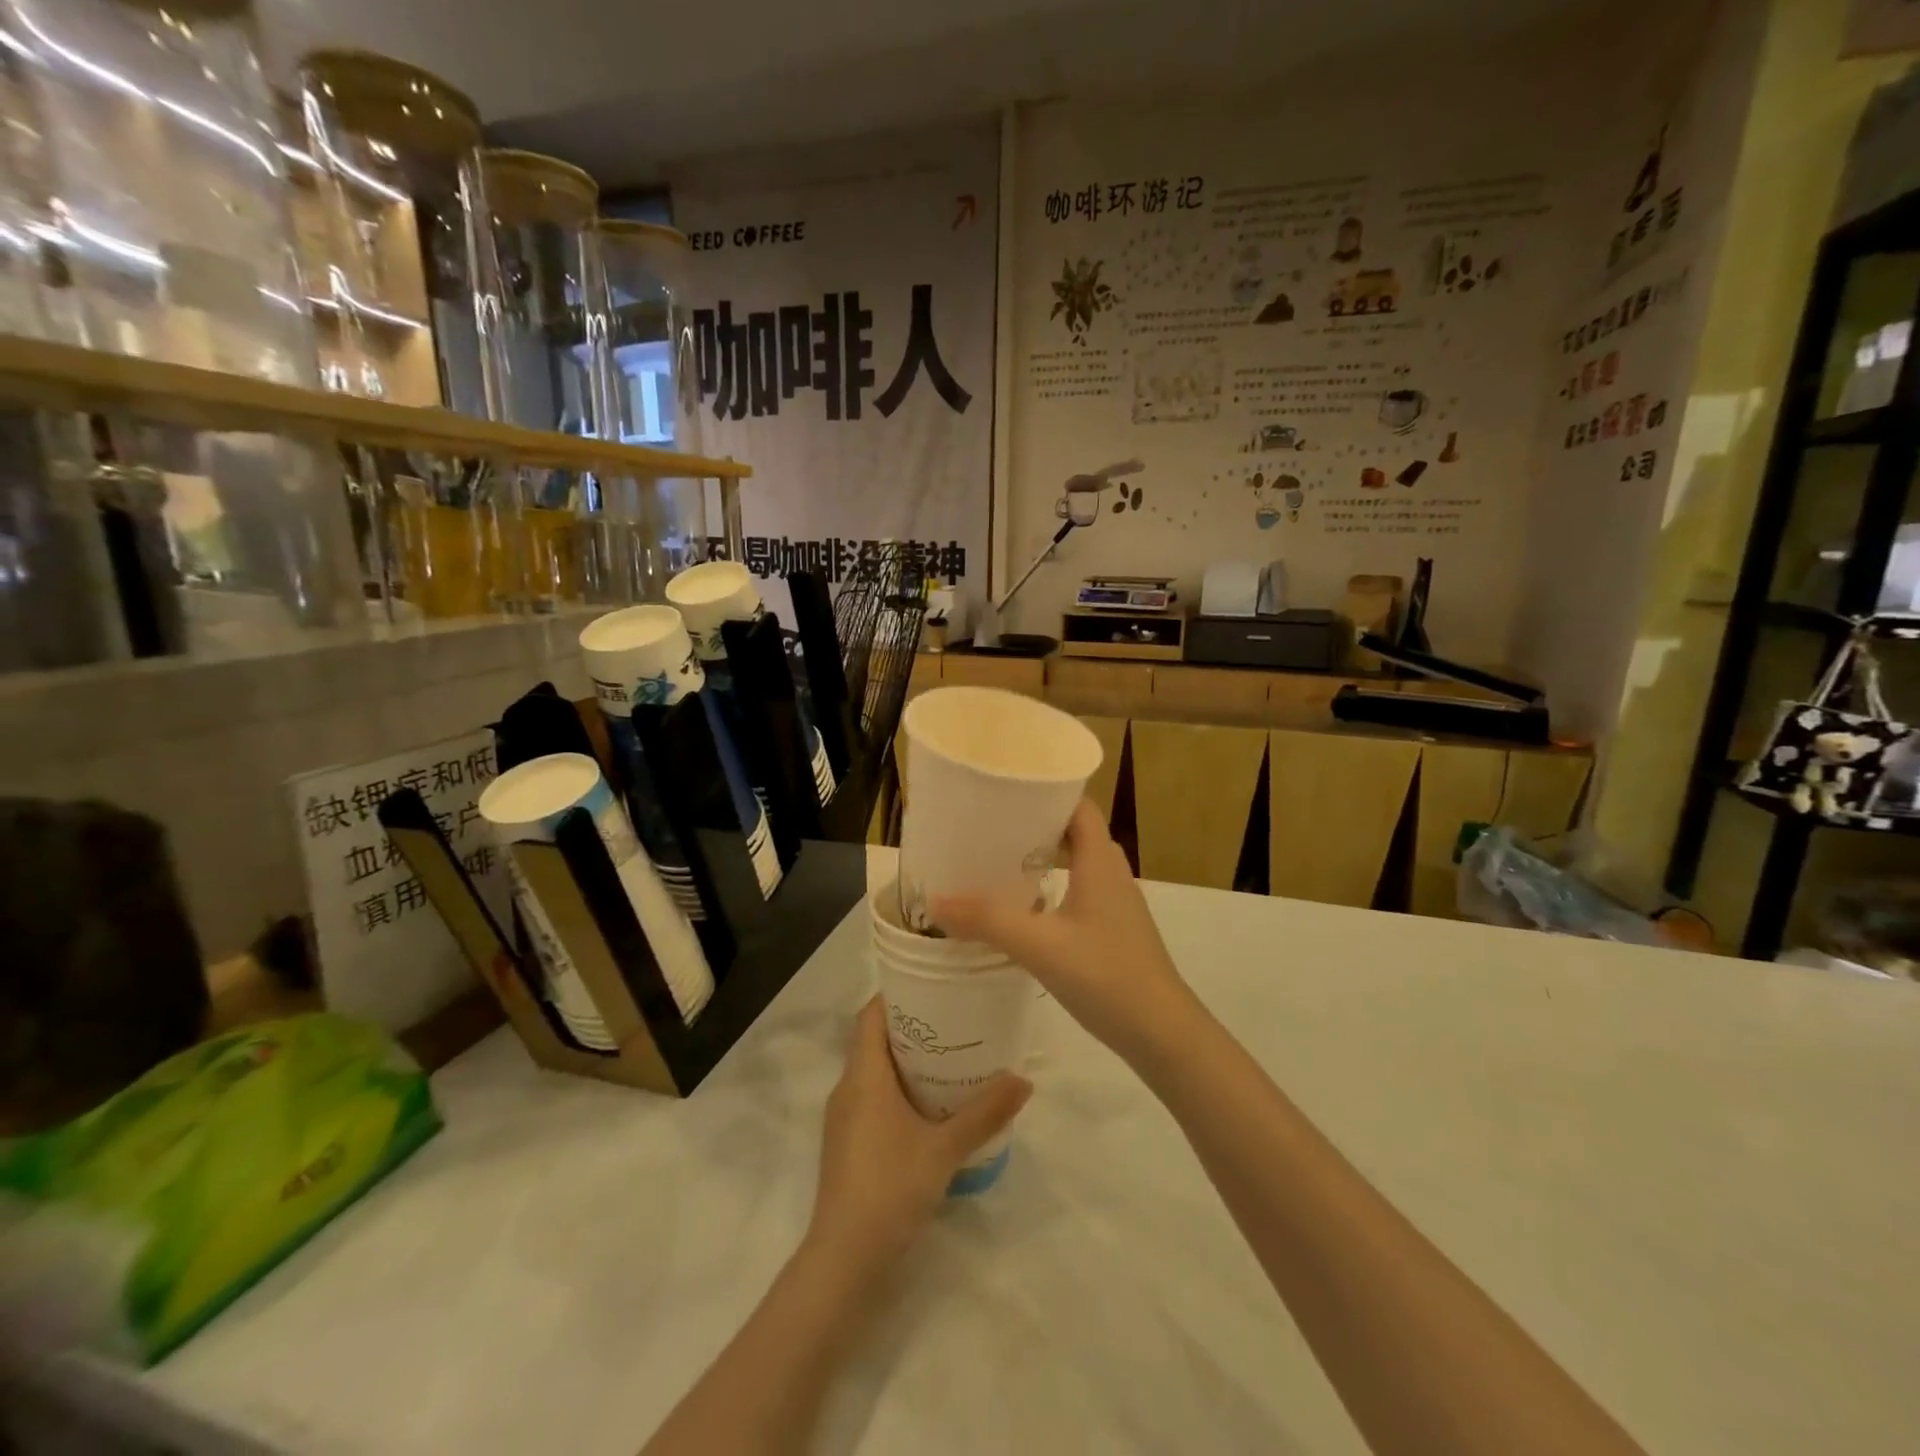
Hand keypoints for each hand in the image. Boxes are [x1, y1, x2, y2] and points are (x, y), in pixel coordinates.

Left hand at [807, 998, 1030, 1280]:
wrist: (844, 1260)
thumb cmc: (889, 1188)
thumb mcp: (944, 1148)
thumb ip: (984, 1113)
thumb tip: (1024, 1079)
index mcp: (863, 1075)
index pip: (871, 1015)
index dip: (896, 995)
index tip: (932, 985)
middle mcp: (848, 1088)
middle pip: (874, 1039)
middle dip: (911, 1026)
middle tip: (954, 1019)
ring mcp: (844, 1118)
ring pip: (874, 1071)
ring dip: (907, 1060)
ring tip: (950, 1056)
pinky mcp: (848, 1143)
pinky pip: (872, 1097)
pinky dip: (899, 1089)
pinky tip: (932, 1105)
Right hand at [932, 800, 1197, 1065]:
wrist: (1161, 1032)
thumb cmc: (1106, 975)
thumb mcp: (1040, 946)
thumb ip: (987, 921)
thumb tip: (935, 901)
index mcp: (1100, 860)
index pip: (1078, 805)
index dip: (1046, 791)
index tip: (1005, 791)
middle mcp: (1111, 872)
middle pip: (1074, 830)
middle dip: (1035, 823)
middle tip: (991, 825)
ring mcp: (1116, 902)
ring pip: (1078, 862)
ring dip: (1043, 856)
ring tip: (999, 860)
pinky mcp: (1113, 928)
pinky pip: (1080, 890)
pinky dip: (1053, 886)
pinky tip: (1024, 907)